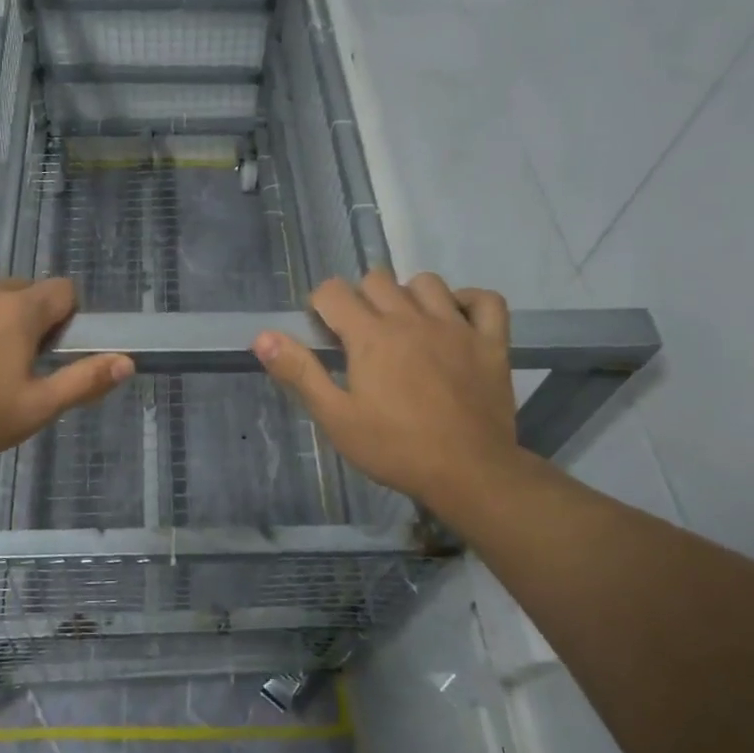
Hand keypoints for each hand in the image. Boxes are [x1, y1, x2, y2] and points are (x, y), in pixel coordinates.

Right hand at [254, 271, 533, 518]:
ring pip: (426, 282)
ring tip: (405, 326)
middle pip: (377, 279)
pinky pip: (485, 300)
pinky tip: (456, 319)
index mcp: (370, 335)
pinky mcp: (491, 342)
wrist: (469, 472)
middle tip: (361, 335)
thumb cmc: (395, 448)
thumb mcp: (336, 417)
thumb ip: (300, 373)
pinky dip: (469, 302)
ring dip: (409, 295)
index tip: (324, 333)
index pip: (333, 291)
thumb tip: (262, 336)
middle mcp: (411, 318)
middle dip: (361, 298)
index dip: (321, 306)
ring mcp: (455, 326)